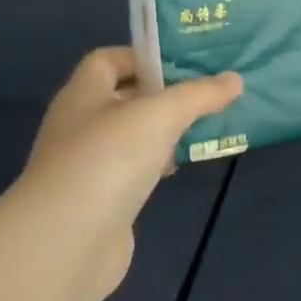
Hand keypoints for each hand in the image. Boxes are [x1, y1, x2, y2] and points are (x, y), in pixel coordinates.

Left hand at [1, 48, 242, 285]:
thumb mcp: (161, 115)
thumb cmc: (108, 160)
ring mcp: (87, 165)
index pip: (108, 60)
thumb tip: (234, 79)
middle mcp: (80, 125)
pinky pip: (132, 171)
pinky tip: (179, 170)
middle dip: (164, 94)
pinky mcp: (99, 201)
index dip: (144, 56)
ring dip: (163, 132)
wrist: (66, 243)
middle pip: (123, 97)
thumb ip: (199, 95)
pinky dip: (156, 166)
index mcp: (84, 94)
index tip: (185, 64)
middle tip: (207, 94)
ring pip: (131, 137)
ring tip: (205, 128)